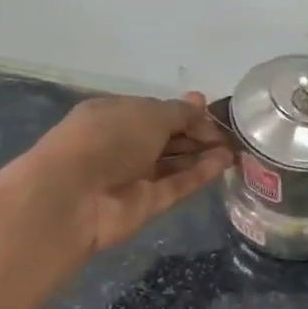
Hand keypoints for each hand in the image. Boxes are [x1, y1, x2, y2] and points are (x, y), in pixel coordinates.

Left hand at [25, 93, 233, 254]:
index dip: (184, 111)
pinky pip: (176, 185)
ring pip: (173, 162)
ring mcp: (133, 176)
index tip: (211, 110)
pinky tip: (223, 163)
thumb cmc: (107, 138)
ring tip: (234, 148)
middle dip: (197, 133)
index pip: (155, 111)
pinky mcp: (145, 204)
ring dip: (202, 154)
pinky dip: (198, 174)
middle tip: (230, 132)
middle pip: (166, 137)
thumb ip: (179, 112)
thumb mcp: (148, 113)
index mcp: (114, 115)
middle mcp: (123, 144)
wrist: (73, 196)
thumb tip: (200, 104)